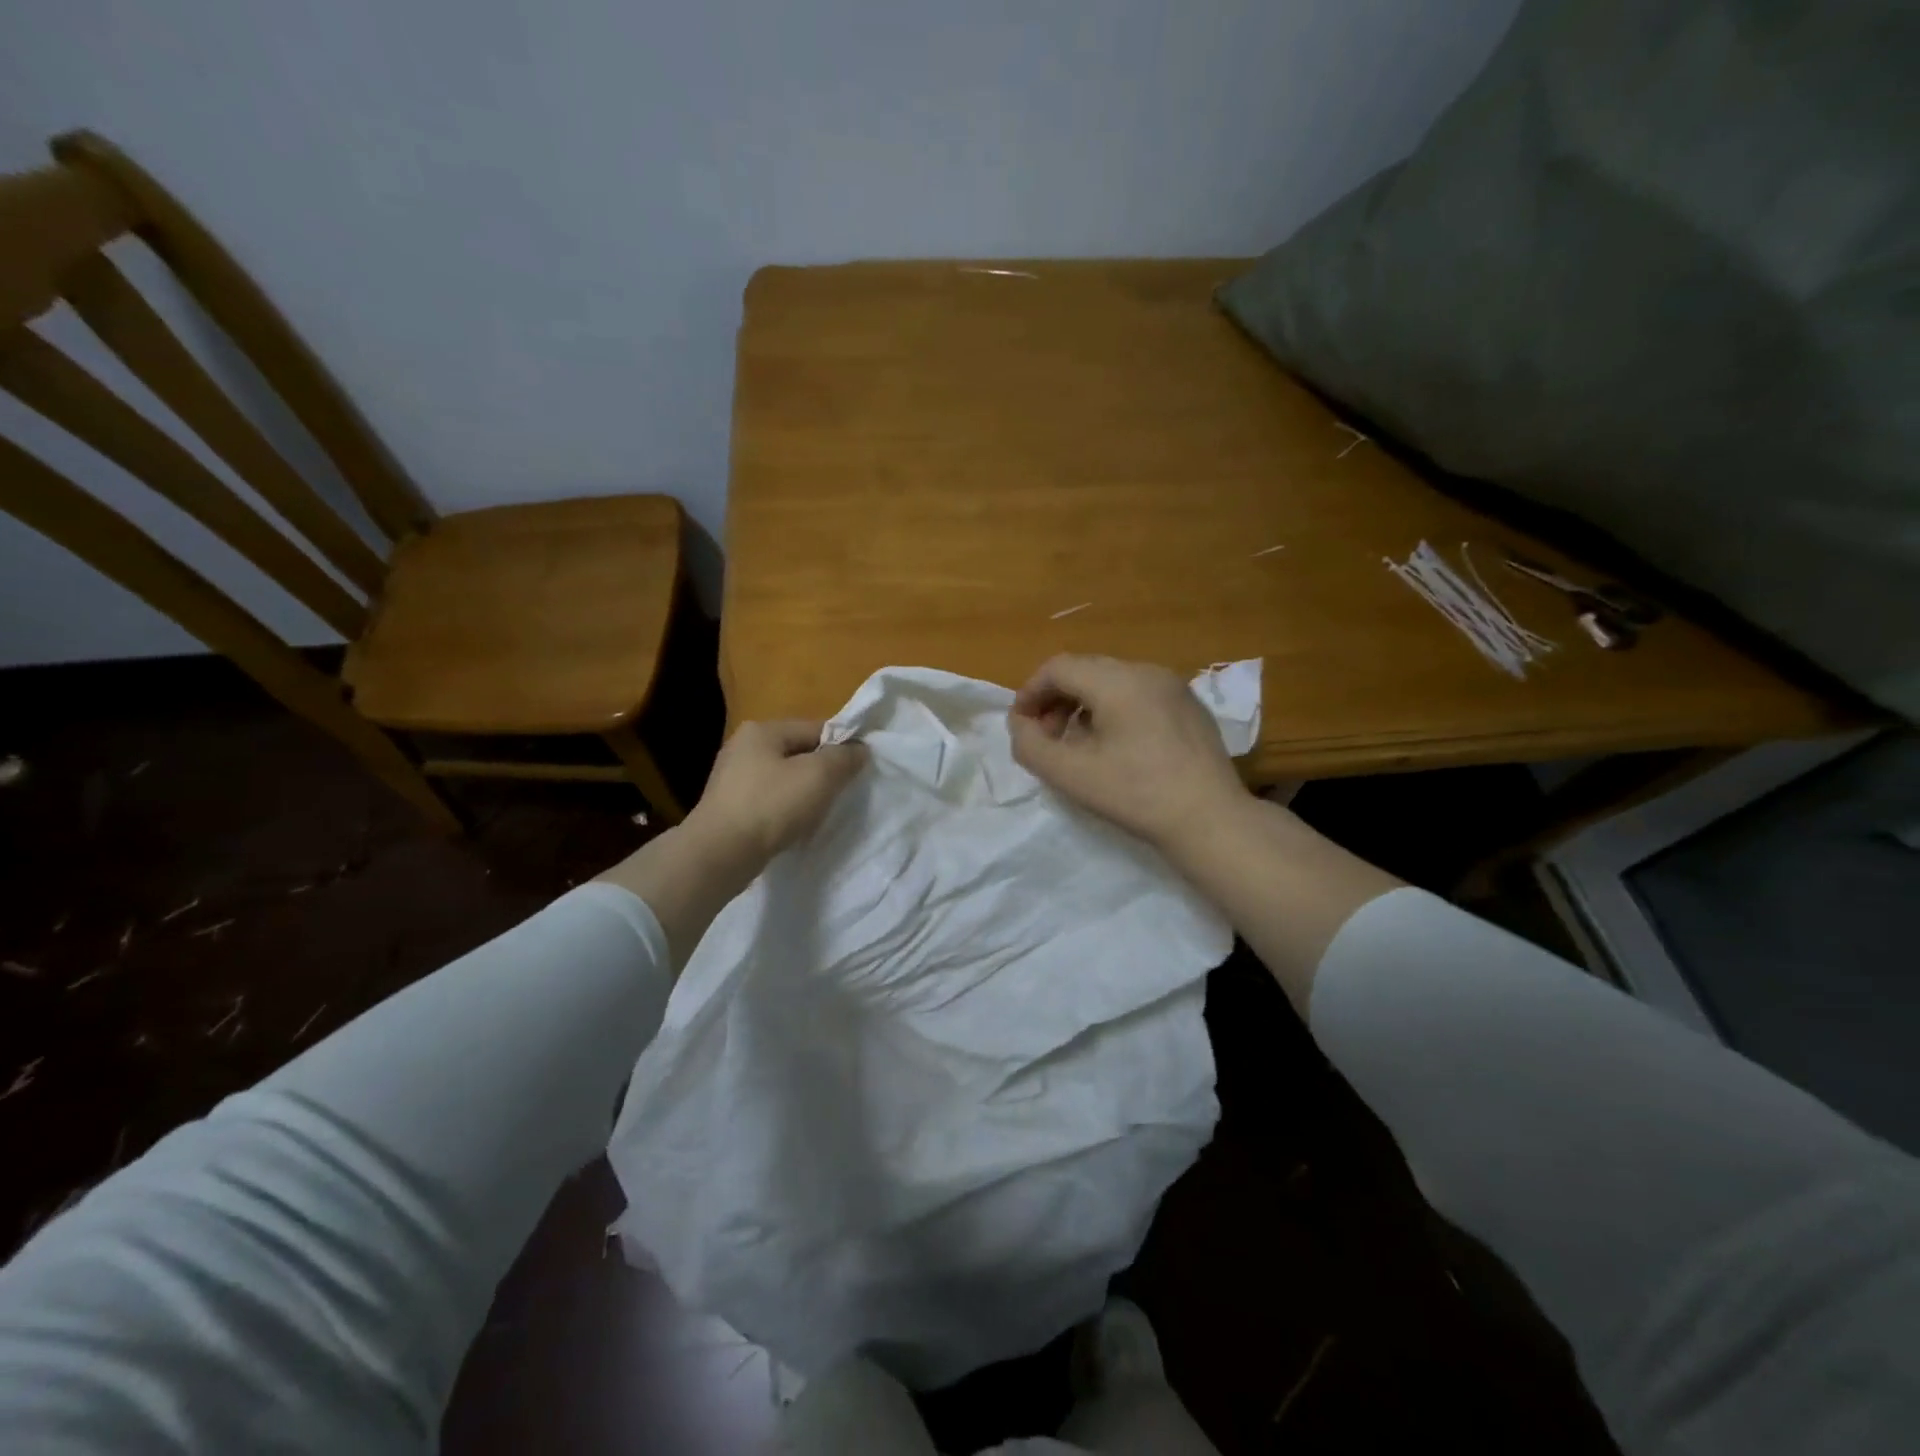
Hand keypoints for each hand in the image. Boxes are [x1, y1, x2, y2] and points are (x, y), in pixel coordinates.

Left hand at [684, 720, 866, 871]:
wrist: (720, 854)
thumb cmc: (772, 805)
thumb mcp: (819, 775)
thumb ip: (844, 758)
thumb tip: (860, 749)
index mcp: (762, 730)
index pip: (815, 728)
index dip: (841, 747)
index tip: (859, 770)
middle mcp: (743, 747)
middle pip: (799, 753)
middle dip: (822, 772)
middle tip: (841, 794)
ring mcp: (732, 778)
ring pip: (785, 779)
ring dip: (805, 793)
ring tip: (818, 814)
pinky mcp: (729, 806)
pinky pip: (770, 800)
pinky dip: (785, 810)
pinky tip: (794, 827)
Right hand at [1007, 655, 1250, 854]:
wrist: (1211, 819)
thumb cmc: (1136, 795)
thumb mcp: (1070, 775)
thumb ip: (1031, 746)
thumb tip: (1021, 725)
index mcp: (1117, 680)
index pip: (1058, 668)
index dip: (1030, 693)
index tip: (1021, 727)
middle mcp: (1146, 671)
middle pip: (1085, 670)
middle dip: (1055, 699)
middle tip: (1047, 738)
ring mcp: (1173, 686)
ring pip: (1112, 681)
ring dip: (1083, 705)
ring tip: (1077, 744)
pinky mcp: (1189, 706)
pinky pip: (1138, 694)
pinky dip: (1113, 710)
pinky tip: (1116, 747)